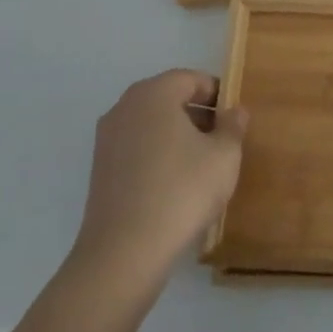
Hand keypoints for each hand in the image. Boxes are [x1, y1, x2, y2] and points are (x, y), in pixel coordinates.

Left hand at [72, 70, 247, 287]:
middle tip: (222, 141)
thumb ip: (233, 126)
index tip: (233, 119)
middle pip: (168, 98)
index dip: (217, 94)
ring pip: (151, 124)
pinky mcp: (99, 170)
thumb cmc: (181, 191)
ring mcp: (107, 139)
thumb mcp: (224, 156)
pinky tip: (175, 184)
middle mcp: (124, 107)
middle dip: (197, 114)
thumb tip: (233, 111)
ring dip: (177, 136)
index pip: (190, 79)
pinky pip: (137, 148)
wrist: (124, 252)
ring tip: (201, 165)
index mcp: (154, 93)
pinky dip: (157, 155)